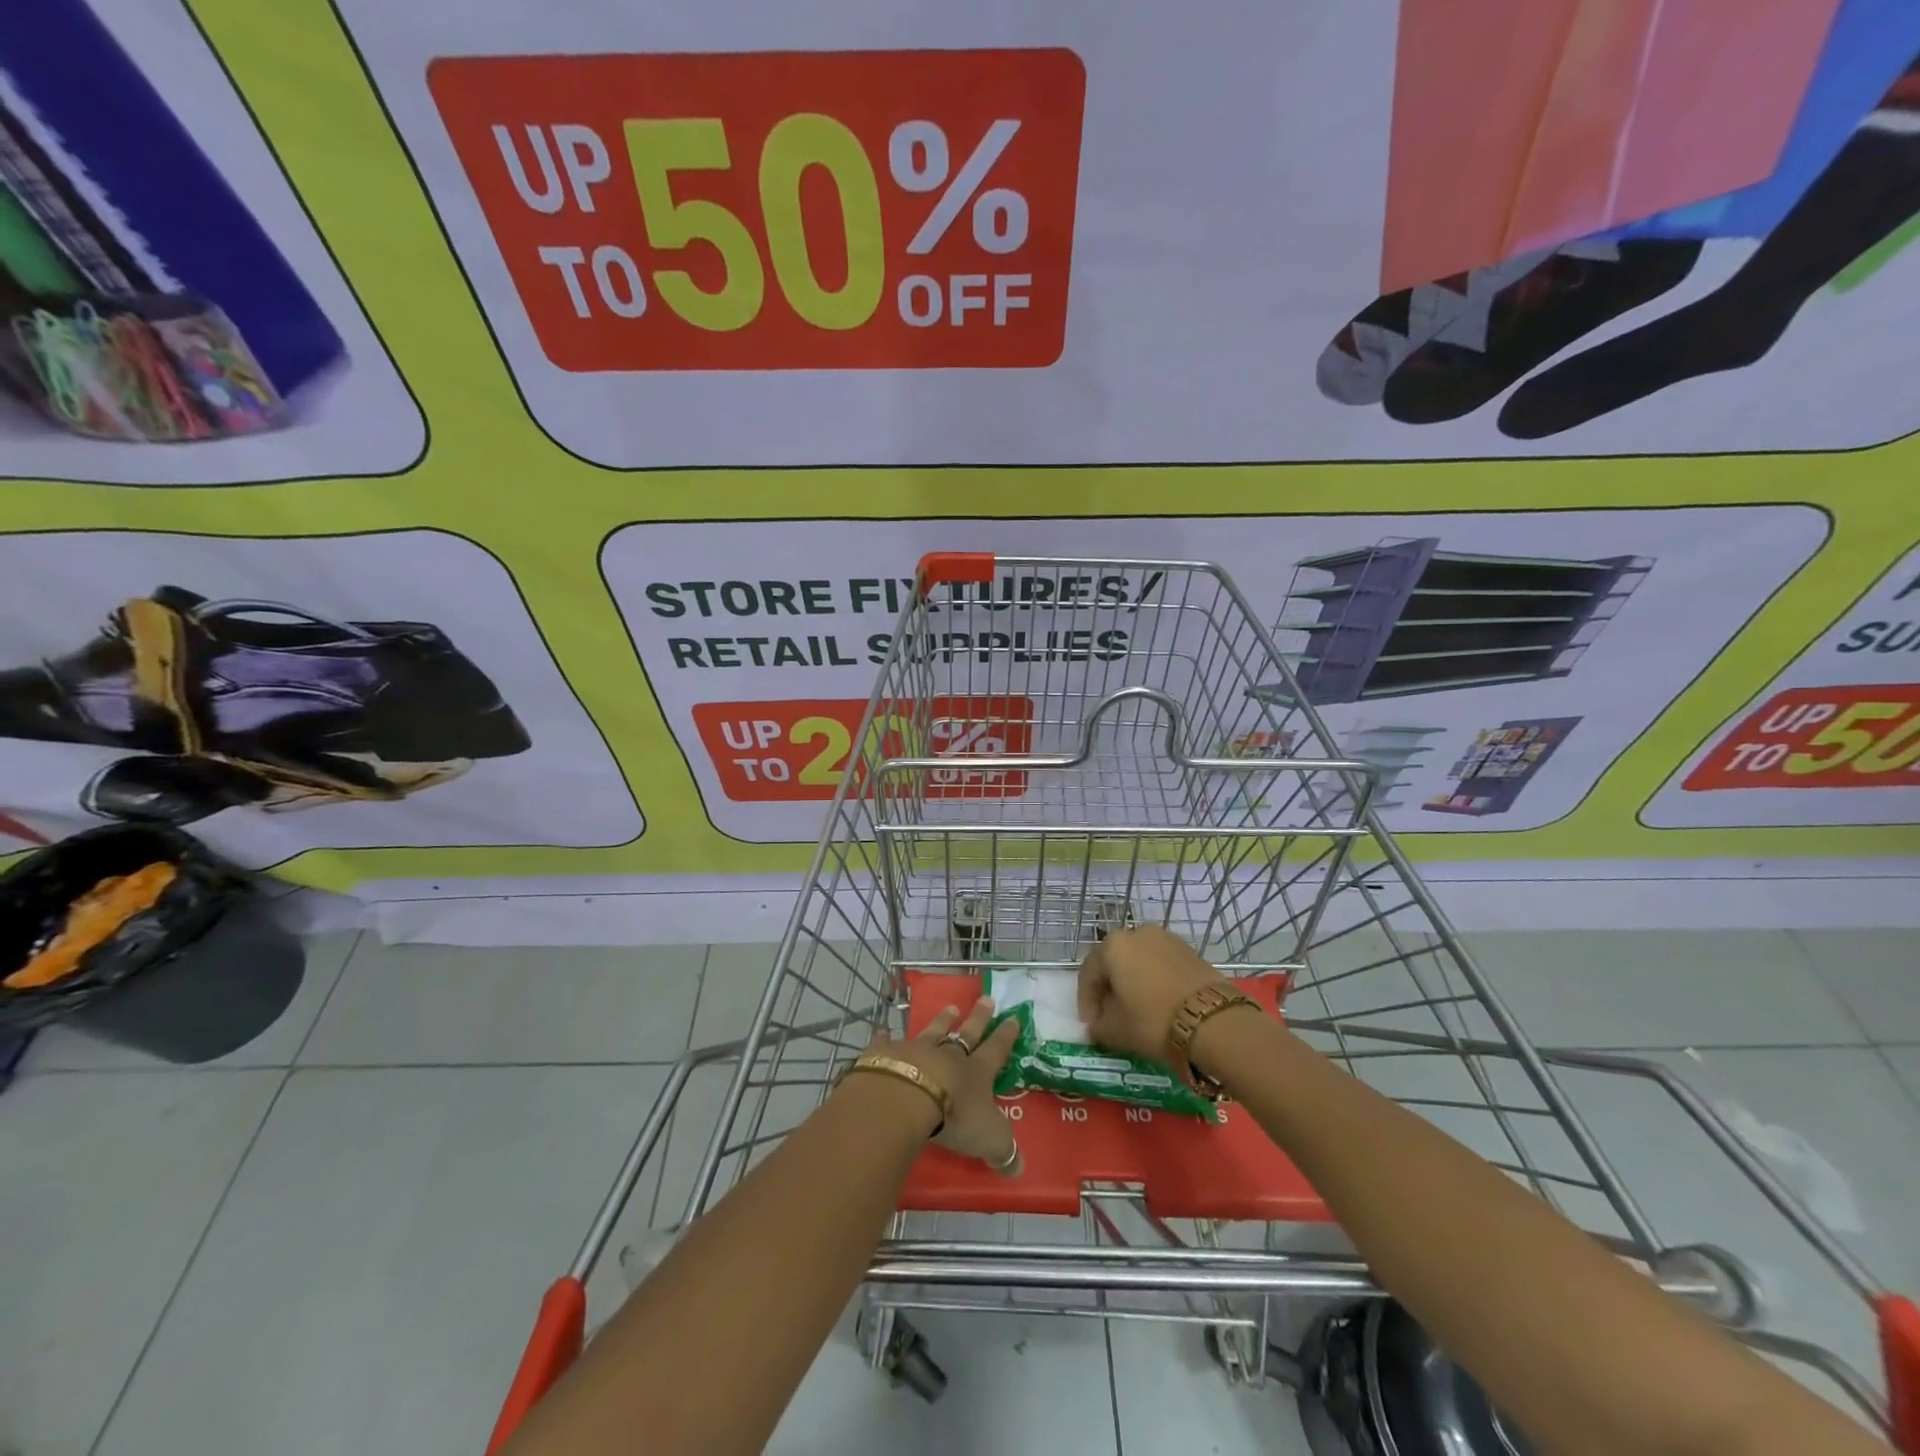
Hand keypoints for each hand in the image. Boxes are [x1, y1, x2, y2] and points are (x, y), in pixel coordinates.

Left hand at [867, 996, 1021, 1174]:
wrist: (907, 1097)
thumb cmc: (954, 1116)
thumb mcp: (989, 1139)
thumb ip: (1003, 1151)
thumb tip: (1018, 1169)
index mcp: (976, 1072)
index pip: (996, 1050)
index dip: (1006, 1036)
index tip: (1013, 1018)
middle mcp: (948, 1055)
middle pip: (967, 1033)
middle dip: (978, 1018)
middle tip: (986, 998)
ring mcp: (916, 1051)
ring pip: (933, 1031)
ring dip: (942, 1021)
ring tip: (950, 1008)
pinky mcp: (887, 1054)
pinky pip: (887, 1043)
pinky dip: (885, 1038)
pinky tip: (883, 1031)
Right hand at [1077, 925, 1226, 1062]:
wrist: (1213, 1020)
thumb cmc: (1153, 1019)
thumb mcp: (1116, 1030)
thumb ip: (1098, 1026)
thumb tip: (1096, 1025)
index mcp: (1112, 945)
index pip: (1088, 974)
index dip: (1086, 1002)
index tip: (1090, 1026)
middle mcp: (1137, 933)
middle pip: (1114, 963)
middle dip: (1109, 990)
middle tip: (1111, 1017)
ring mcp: (1167, 938)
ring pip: (1139, 962)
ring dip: (1133, 984)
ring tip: (1137, 1011)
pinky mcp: (1190, 950)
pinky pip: (1162, 965)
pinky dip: (1155, 981)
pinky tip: (1159, 1004)